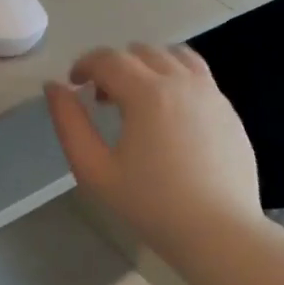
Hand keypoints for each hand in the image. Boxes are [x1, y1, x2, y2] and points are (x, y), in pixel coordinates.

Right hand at [45, 45, 260, 251]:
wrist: (219, 233)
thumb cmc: (151, 205)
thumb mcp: (95, 170)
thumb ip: (69, 124)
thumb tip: (54, 88)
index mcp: (147, 93)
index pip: (108, 59)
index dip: (85, 65)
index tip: (75, 85)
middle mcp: (182, 82)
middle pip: (141, 51)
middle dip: (115, 66)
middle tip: (104, 100)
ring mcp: (211, 93)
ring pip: (175, 56)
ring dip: (149, 65)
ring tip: (140, 98)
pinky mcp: (228, 110)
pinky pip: (199, 76)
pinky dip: (176, 79)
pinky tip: (170, 114)